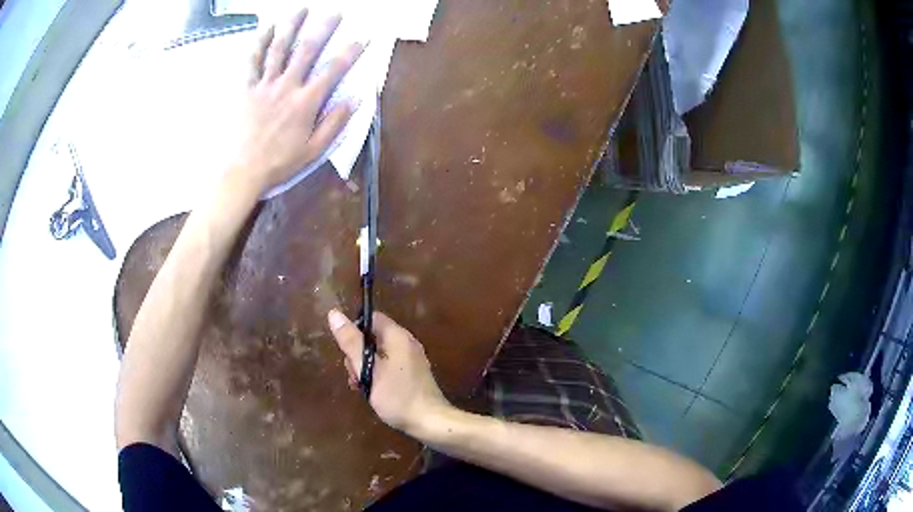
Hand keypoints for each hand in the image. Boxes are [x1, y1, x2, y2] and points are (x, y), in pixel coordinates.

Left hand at [231, 8, 362, 192]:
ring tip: (302, 9)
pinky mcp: (246, 88)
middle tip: (336, 12)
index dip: (351, 52)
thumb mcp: (313, 151)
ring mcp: (264, 84)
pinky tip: (267, 28)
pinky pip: (252, 61)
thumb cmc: (278, 164)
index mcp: (306, 102)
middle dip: (324, 28)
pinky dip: (260, 43)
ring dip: (292, 26)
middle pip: (308, 50)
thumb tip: (355, 99)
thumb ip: (334, 123)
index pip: (334, 70)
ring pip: (280, 49)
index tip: (363, 38)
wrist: (240, 172)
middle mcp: (287, 86)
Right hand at [328, 309, 451, 434]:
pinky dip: (378, 374)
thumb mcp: (368, 369)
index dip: (354, 331)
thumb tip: (334, 313)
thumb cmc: (397, 396)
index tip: (346, 352)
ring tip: (361, 387)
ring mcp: (412, 359)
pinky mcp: (413, 374)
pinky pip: (389, 366)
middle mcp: (407, 343)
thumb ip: (351, 342)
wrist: (430, 422)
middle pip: (374, 337)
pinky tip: (373, 391)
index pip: (371, 318)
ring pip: (380, 354)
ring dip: (366, 368)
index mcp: (398, 336)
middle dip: (358, 354)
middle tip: (354, 376)